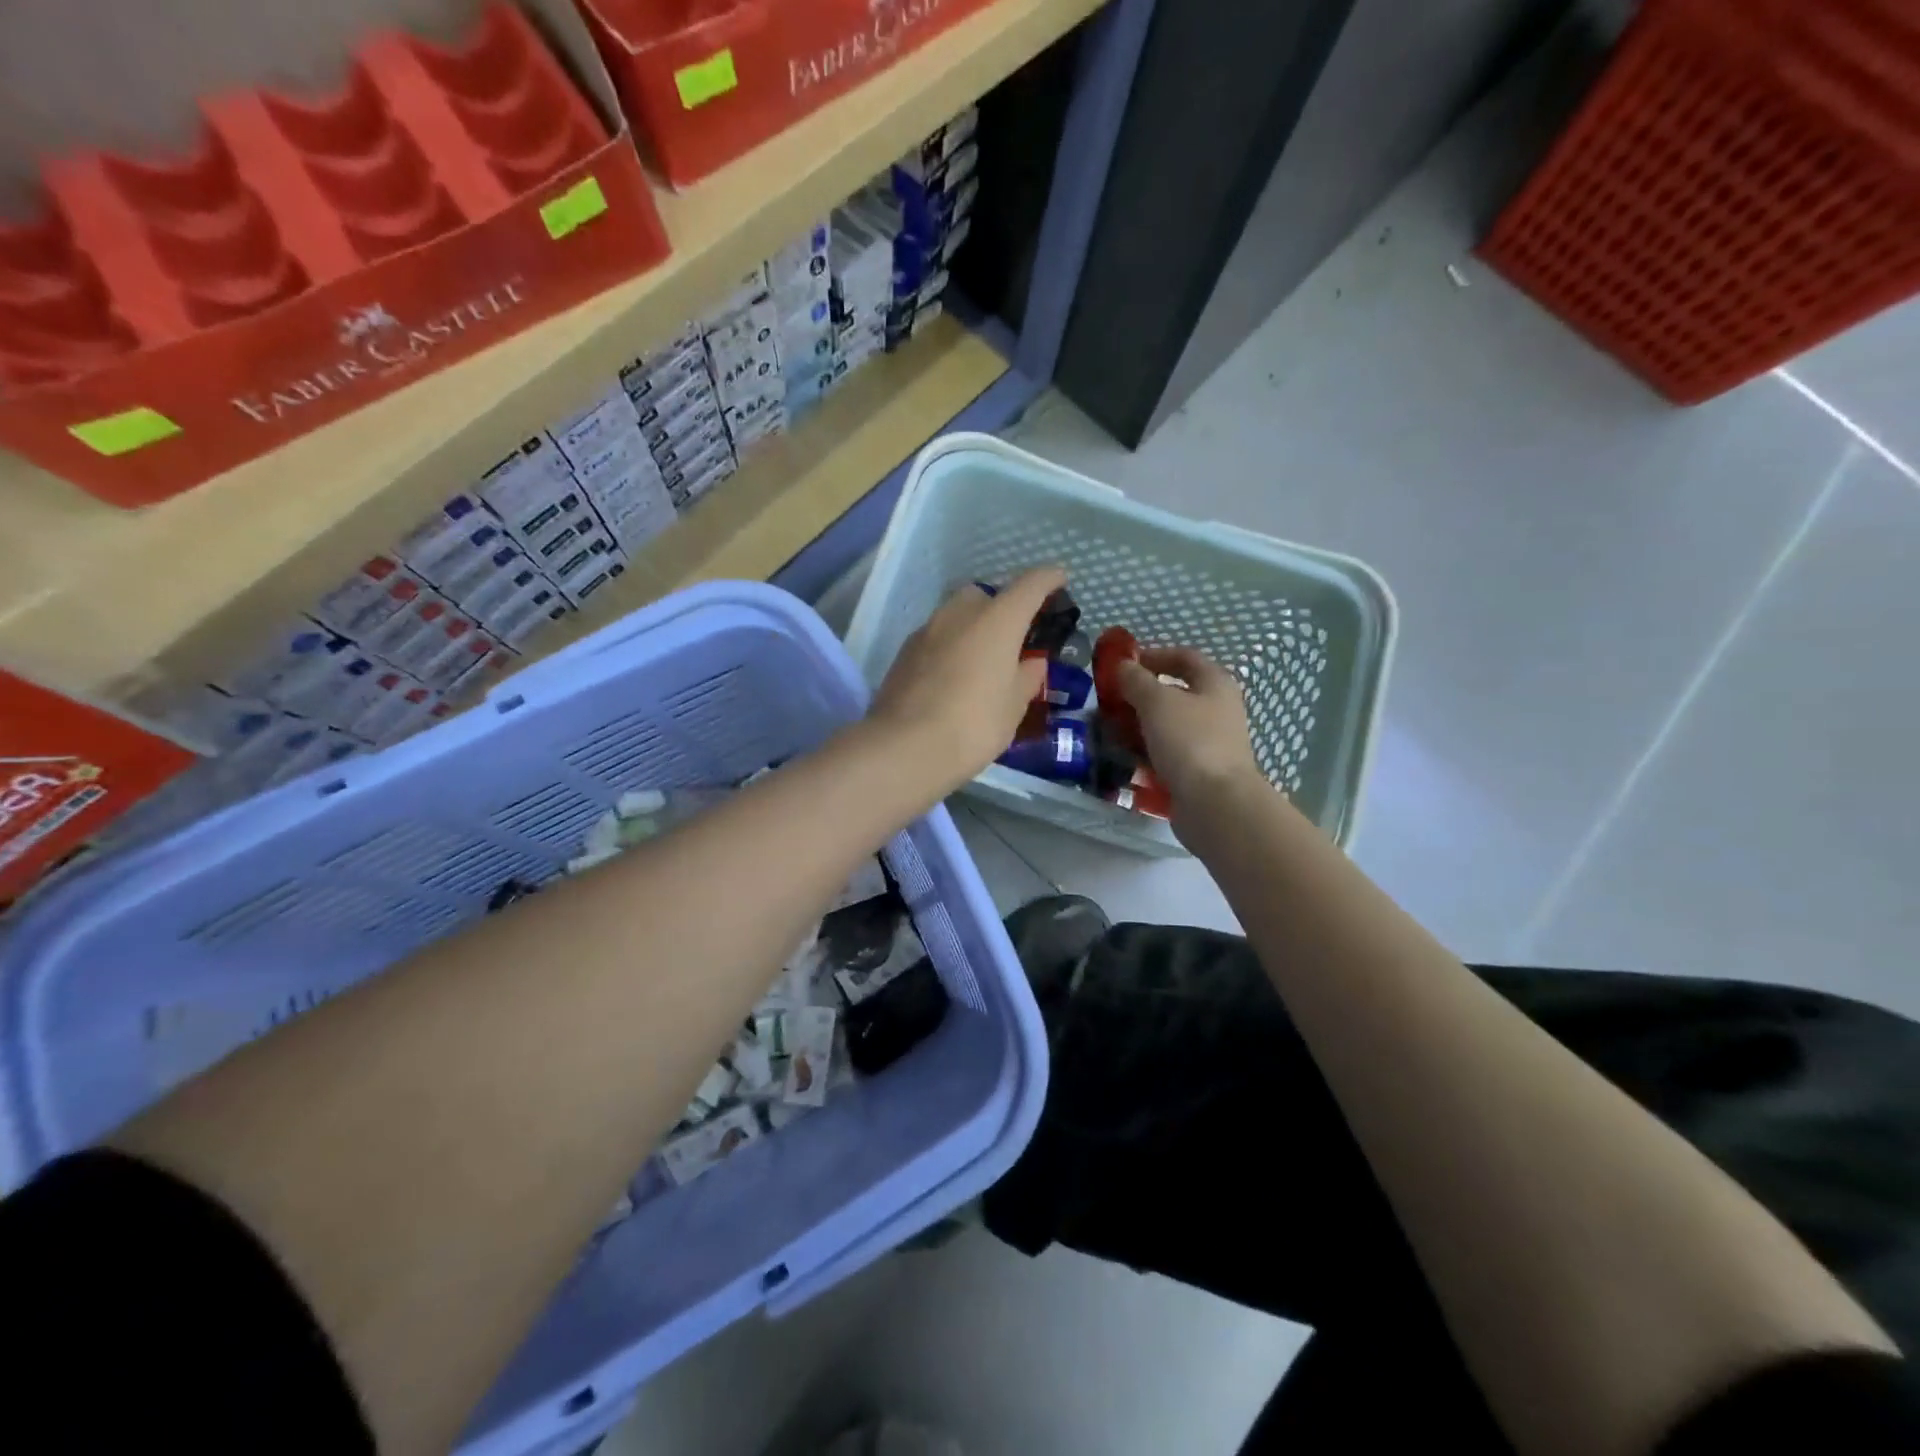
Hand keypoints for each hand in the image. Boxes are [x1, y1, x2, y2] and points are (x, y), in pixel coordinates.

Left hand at [869, 567, 1064, 795]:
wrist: (905, 747)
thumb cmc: (974, 724)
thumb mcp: (1014, 706)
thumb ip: (1027, 677)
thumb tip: (1031, 663)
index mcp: (997, 620)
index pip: (1030, 585)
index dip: (1048, 579)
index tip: (1060, 579)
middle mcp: (960, 613)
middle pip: (985, 595)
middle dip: (1001, 607)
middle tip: (1013, 637)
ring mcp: (926, 630)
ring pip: (955, 615)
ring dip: (972, 628)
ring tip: (982, 662)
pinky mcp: (904, 652)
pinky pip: (936, 638)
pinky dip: (950, 647)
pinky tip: (953, 677)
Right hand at [1116, 647, 1266, 817]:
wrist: (1215, 803)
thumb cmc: (1189, 741)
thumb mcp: (1156, 702)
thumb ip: (1136, 680)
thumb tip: (1123, 666)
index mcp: (1215, 684)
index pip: (1183, 657)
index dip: (1153, 655)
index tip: (1122, 665)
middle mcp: (1217, 709)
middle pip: (1175, 693)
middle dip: (1140, 695)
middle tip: (1110, 701)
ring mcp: (1210, 742)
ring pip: (1168, 726)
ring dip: (1140, 725)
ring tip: (1111, 731)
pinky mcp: (1199, 771)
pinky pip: (1168, 754)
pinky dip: (1147, 752)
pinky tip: (1126, 758)